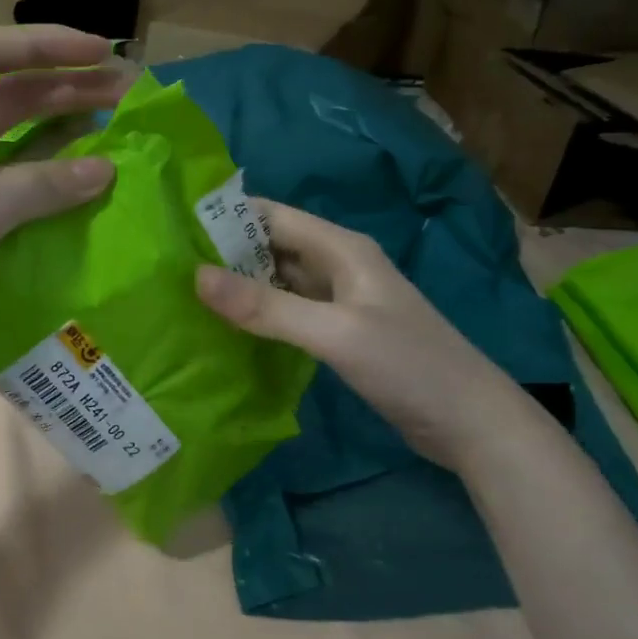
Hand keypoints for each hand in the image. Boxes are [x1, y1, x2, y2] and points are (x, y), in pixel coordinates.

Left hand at [0, 25, 128, 394]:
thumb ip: (40, 187)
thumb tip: (106, 170)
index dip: (47, 46)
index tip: (100, 52)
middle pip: (8, 98)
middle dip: (66, 90)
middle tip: (125, 93)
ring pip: (14, 146)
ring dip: (62, 137)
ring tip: (116, 132)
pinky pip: (12, 193)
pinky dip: (47, 188)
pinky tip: (85, 191)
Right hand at [195, 200, 529, 469]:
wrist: (470, 422)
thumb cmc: (409, 365)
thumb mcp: (335, 332)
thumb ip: (267, 307)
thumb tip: (196, 277)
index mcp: (341, 249)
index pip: (271, 216)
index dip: (224, 218)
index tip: (173, 230)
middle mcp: (337, 266)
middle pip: (271, 248)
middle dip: (224, 255)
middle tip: (167, 271)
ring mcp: (338, 302)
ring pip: (277, 283)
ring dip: (239, 288)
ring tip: (183, 299)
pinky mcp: (338, 334)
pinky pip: (287, 314)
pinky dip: (258, 318)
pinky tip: (225, 332)